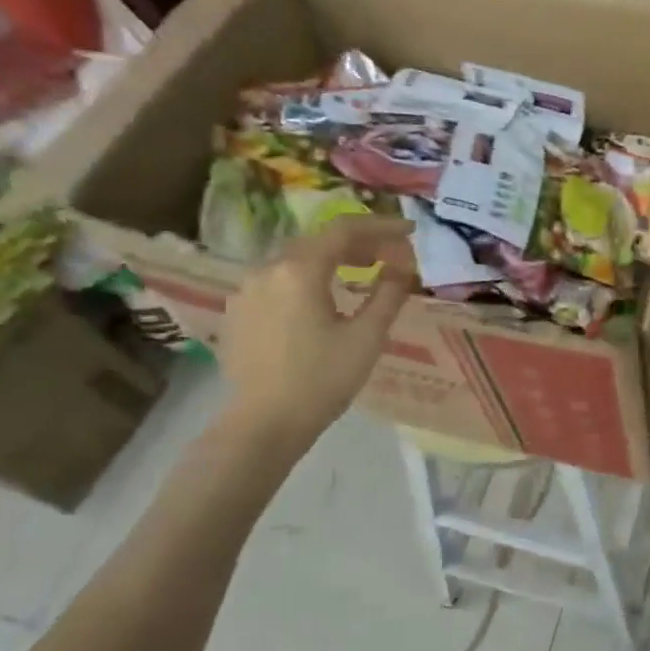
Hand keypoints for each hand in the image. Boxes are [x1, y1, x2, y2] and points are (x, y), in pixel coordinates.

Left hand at [218, 218, 414, 447]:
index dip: (381, 226)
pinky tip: (324, 298)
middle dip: (359, 242)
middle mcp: (268, 269)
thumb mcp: (367, 336)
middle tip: (391, 254)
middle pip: (319, 240)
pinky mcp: (239, 311)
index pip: (345, 229)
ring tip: (361, 272)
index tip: (410, 232)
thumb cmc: (322, 380)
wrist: (264, 424)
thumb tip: (403, 264)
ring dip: (333, 259)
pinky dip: (308, 278)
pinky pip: (279, 280)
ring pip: (297, 259)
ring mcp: (247, 289)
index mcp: (300, 270)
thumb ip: (389, 292)